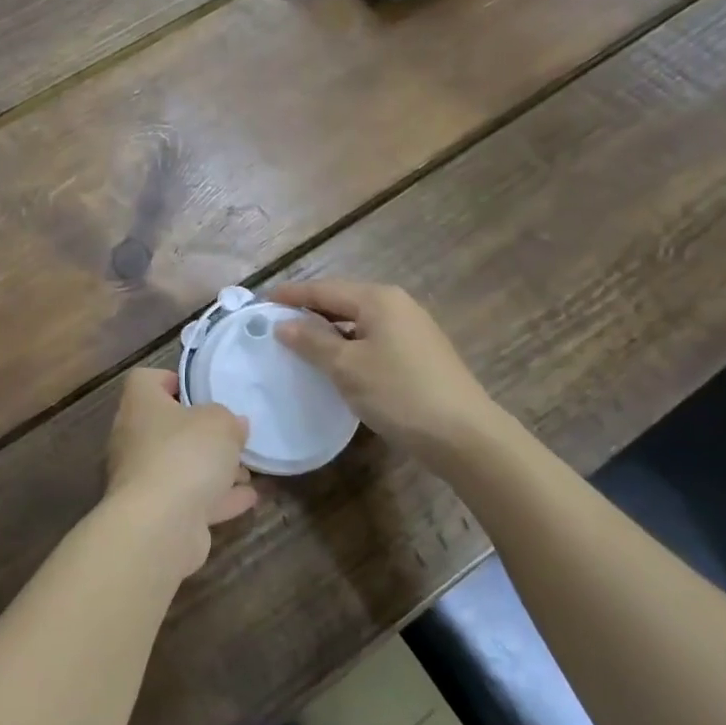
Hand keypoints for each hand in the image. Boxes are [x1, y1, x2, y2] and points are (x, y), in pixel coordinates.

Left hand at [104, 368, 255, 575]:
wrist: (159, 525)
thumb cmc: (185, 454)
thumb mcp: (220, 423)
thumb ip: (229, 419)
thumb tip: (234, 424)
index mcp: (140, 404)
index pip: (145, 380)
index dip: (171, 380)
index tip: (199, 391)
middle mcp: (133, 438)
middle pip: (166, 426)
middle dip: (201, 433)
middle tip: (231, 435)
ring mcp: (142, 478)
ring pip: (179, 465)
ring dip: (212, 469)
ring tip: (247, 470)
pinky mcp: (155, 513)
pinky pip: (189, 498)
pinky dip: (216, 498)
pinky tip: (248, 497)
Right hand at [271, 281, 504, 458]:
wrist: (464, 436)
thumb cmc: (399, 392)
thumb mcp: (346, 366)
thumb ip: (311, 342)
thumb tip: (282, 325)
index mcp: (378, 299)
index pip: (324, 289)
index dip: (291, 295)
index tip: (261, 300)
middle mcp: (396, 305)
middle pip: (342, 300)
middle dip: (308, 310)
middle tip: (275, 321)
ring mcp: (412, 329)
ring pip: (358, 321)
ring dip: (328, 329)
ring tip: (298, 342)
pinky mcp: (419, 353)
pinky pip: (372, 338)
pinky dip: (348, 344)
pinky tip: (335, 362)